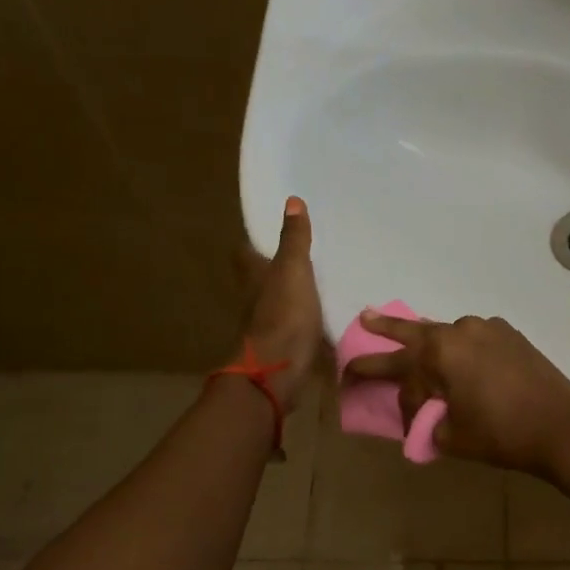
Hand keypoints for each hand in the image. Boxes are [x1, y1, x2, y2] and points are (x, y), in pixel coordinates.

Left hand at [235, 197, 323, 409]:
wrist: (280, 368)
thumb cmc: (283, 313)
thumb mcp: (293, 269)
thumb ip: (294, 239)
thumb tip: (291, 200)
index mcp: (252, 276)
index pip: (245, 252)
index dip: (255, 243)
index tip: (270, 234)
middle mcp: (254, 299)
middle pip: (260, 279)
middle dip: (276, 270)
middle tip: (304, 258)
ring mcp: (267, 325)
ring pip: (277, 303)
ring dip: (292, 297)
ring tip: (320, 286)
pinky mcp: (283, 346)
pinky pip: (294, 326)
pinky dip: (305, 321)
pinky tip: (324, 318)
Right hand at [343, 311, 569, 477]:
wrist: (564, 427)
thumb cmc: (502, 434)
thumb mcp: (452, 436)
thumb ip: (428, 422)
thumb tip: (425, 415)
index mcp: (440, 352)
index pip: (398, 370)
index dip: (382, 386)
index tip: (370, 393)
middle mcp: (461, 330)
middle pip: (414, 331)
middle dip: (386, 329)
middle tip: (365, 318)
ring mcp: (489, 329)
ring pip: (447, 334)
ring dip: (429, 340)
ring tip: (411, 338)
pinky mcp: (512, 336)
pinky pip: (475, 338)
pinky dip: (461, 348)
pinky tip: (461, 357)